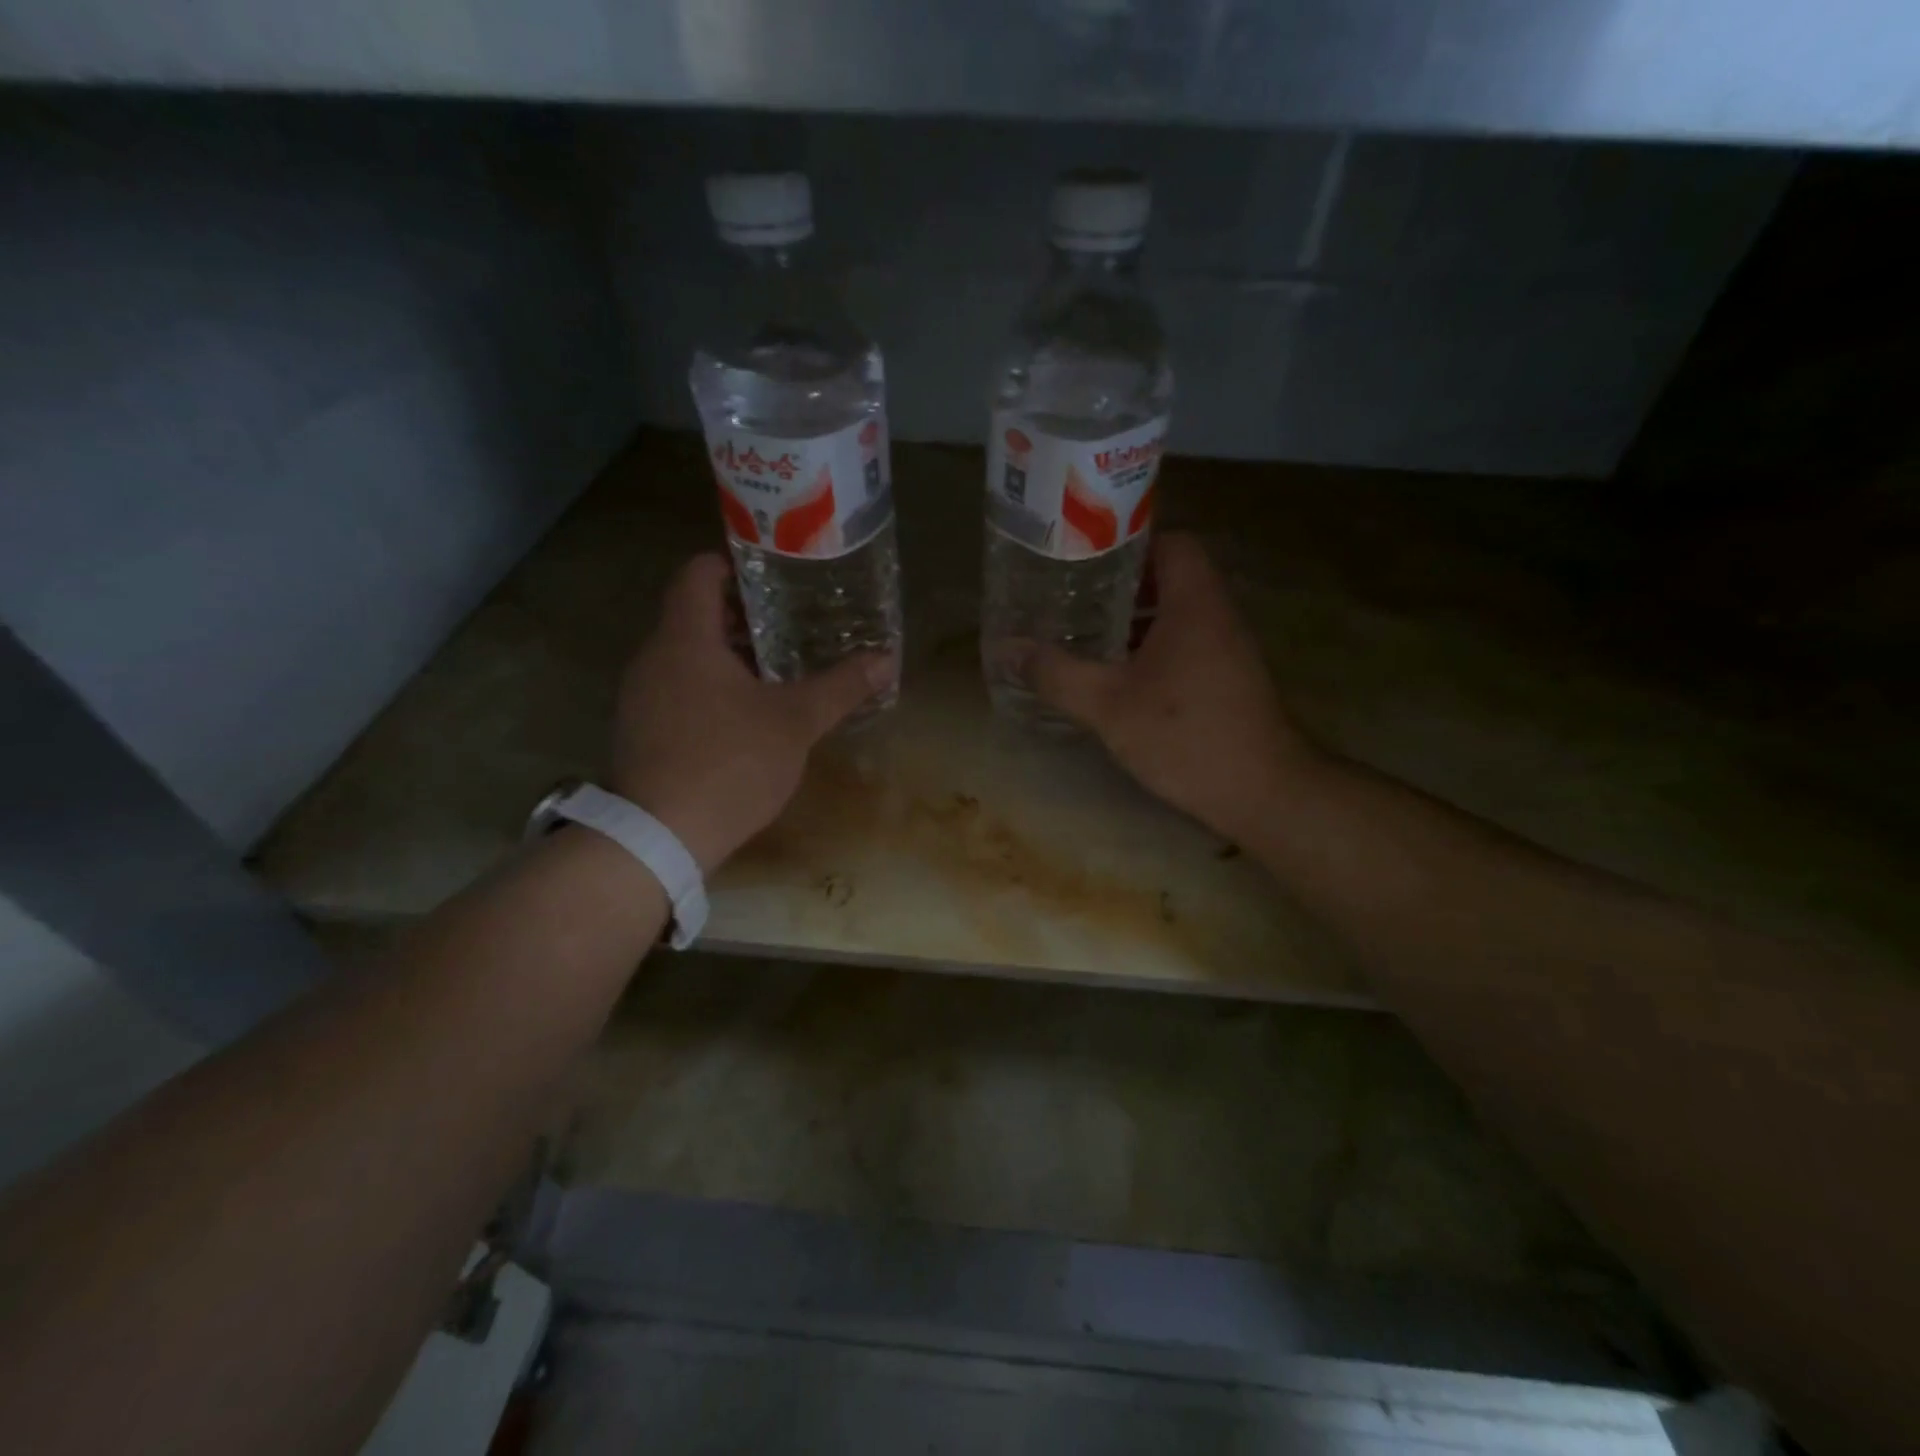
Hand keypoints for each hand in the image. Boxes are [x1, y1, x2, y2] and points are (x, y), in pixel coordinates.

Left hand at [610, 553, 890, 872]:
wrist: (661, 837)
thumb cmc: (730, 763)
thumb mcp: (796, 722)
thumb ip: (841, 686)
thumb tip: (886, 658)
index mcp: (685, 639)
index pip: (698, 573)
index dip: (734, 564)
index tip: (775, 577)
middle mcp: (653, 657)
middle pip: (695, 614)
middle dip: (744, 616)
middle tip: (794, 624)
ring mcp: (641, 696)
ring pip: (688, 655)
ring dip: (730, 655)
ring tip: (780, 669)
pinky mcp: (641, 730)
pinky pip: (678, 688)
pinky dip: (712, 687)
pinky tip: (748, 715)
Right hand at [1022, 533, 1315, 841]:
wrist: (1262, 793)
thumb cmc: (1186, 735)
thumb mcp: (1108, 705)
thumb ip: (1057, 674)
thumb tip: (1007, 649)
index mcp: (1195, 602)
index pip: (1171, 541)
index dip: (1129, 542)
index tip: (1085, 558)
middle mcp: (1217, 615)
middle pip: (1170, 577)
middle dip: (1121, 584)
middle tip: (1073, 596)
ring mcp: (1228, 649)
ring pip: (1177, 614)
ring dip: (1135, 619)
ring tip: (1086, 633)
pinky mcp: (1228, 680)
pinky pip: (1186, 644)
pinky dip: (1152, 648)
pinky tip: (1118, 677)